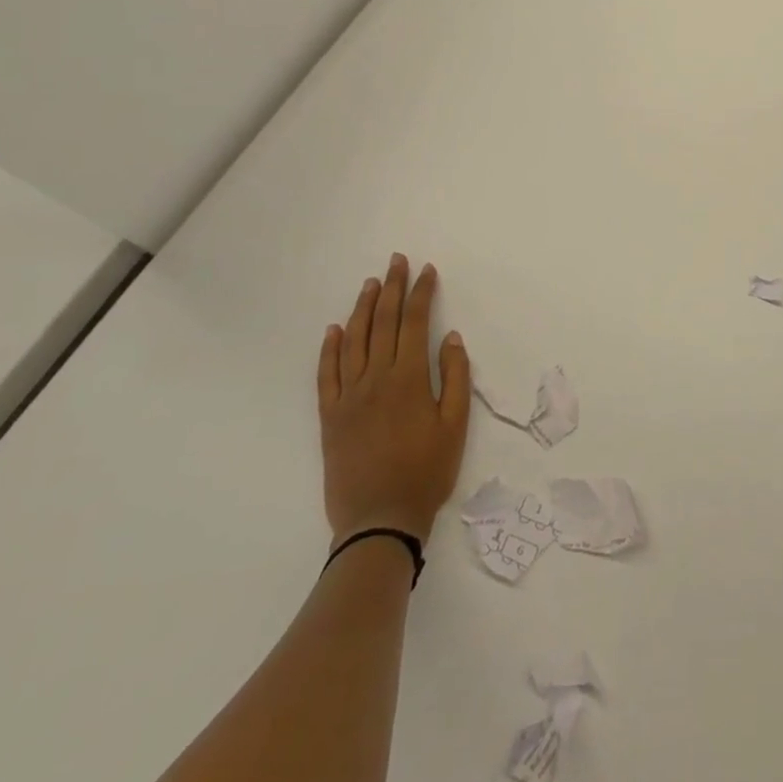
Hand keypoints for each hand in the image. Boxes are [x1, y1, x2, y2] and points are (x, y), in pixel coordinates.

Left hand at [317, 253, 470, 546]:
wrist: (379, 520)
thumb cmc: (427, 471)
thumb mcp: (456, 424)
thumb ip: (455, 377)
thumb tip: (451, 337)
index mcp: (409, 378)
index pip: (415, 322)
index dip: (421, 293)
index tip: (426, 270)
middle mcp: (375, 378)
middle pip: (382, 323)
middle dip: (392, 288)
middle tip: (396, 261)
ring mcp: (348, 396)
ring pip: (353, 341)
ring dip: (362, 308)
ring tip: (370, 284)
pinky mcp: (330, 416)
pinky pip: (326, 373)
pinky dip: (329, 348)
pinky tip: (334, 329)